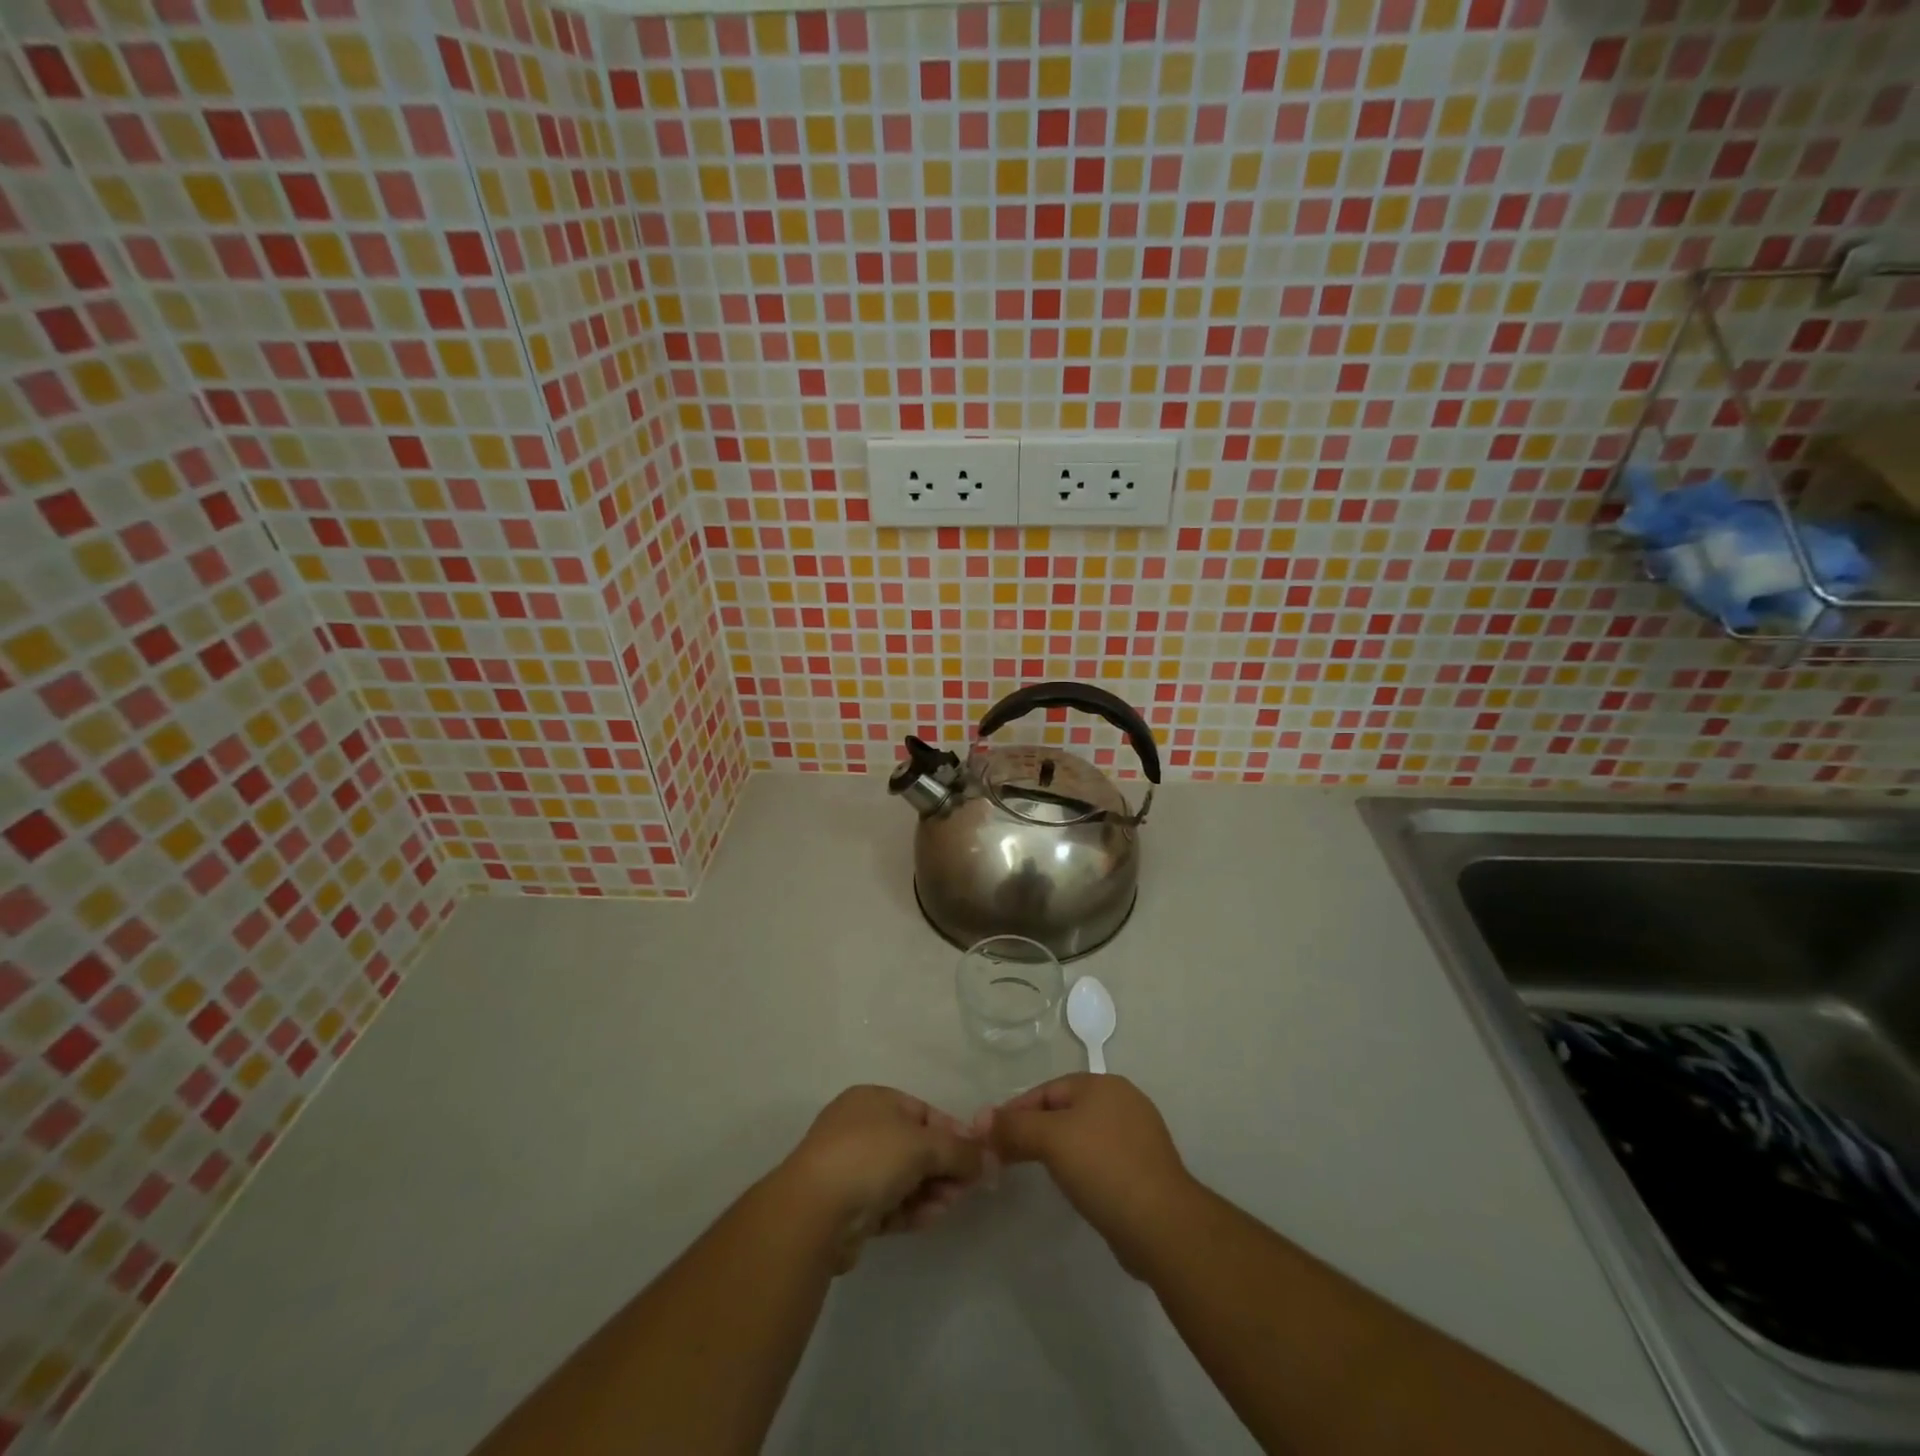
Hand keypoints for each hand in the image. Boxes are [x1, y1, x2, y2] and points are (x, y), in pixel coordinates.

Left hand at [777, 1086, 985, 1271]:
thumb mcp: (923, 1145)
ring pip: (903, 1178)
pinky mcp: (848, 1207)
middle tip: (965, 1189)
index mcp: (873, 1100)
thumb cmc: (870, 1157)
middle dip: (943, 1167)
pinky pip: (889, 1204)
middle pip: (915, 1147)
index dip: (953, 1133)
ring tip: (947, 1207)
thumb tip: (989, 1158)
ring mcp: (851, 1169)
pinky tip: (929, 1219)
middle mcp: (860, 1128)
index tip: (977, 1157)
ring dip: (930, 1191)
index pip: (923, 1112)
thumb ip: (961, 1151)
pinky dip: (910, 1210)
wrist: (814, 1212)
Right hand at [987, 1073, 1198, 1275]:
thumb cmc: (1103, 1168)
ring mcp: (1138, 1135)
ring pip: (1083, 1135)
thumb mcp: (1051, 1140)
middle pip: (1064, 1110)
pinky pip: (1101, 1159)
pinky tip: (1073, 1187)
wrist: (1162, 1225)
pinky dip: (1081, 1167)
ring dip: (1056, 1150)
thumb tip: (980, 1119)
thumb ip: (1014, 1126)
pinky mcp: (1145, 1169)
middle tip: (1006, 1156)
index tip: (991, 1136)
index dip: (1015, 1111)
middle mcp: (1123, 1101)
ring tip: (1034, 1172)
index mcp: (1103, 1084)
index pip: (1047, 1090)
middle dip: (1034, 1130)